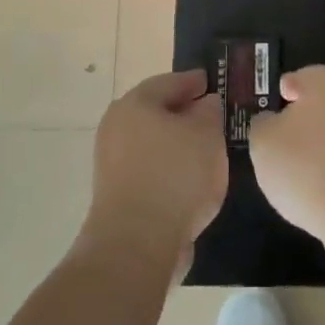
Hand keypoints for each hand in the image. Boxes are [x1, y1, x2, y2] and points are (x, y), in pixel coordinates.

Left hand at [83, 70, 226, 274]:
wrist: (137, 244)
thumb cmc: (175, 176)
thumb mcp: (206, 135)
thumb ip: (209, 113)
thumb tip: (204, 105)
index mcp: (134, 104)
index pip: (169, 82)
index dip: (193, 81)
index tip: (212, 82)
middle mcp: (116, 128)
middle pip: (156, 113)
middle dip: (184, 114)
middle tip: (212, 116)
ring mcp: (112, 165)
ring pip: (153, 144)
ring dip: (177, 144)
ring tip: (207, 151)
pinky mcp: (116, 196)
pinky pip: (150, 171)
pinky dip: (169, 170)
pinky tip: (191, 181)